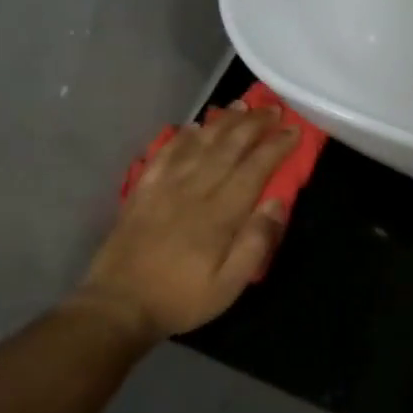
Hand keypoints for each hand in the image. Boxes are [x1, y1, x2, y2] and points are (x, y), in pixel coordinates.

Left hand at [69, 102, 299, 345]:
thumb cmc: (182, 298)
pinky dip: (180, 137)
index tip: (293, 130)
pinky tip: (191, 127)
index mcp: (219, 214)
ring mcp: (164, 188)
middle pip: (227, 148)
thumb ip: (256, 243)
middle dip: (253, 125)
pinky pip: (164, 155)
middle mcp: (193, 191)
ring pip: (198, 145)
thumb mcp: (230, 284)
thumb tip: (277, 203)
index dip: (275, 147)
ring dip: (221, 123)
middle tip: (272, 108)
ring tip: (239, 106)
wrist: (119, 306)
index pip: (254, 169)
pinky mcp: (142, 192)